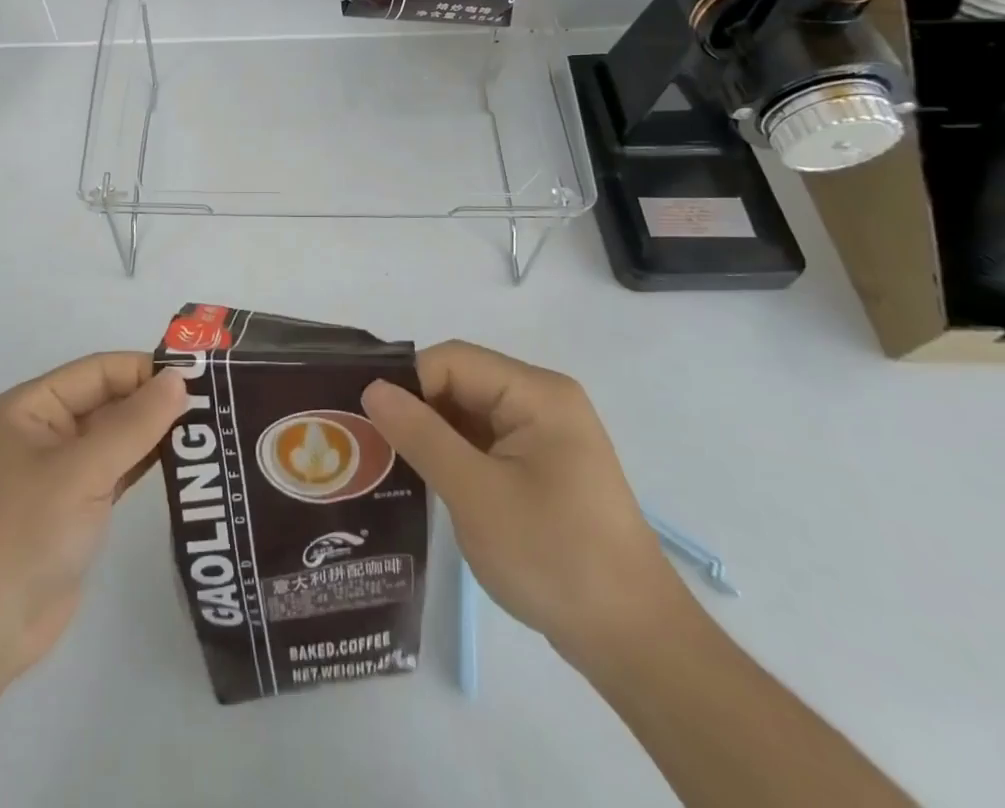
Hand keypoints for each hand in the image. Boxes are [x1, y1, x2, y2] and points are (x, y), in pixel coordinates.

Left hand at [0, 352, 186, 689]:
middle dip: (156, 401)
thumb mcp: (82, 470)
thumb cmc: (23, 533)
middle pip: (110, 400)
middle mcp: (46, 430)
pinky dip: (146, 464)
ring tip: (210, 430)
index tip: (202, 379)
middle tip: (216, 406)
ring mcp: (60, 471)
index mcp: (33, 406)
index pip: (100, 370)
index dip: (147, 370)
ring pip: (116, 436)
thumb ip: (135, 423)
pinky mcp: (75, 508)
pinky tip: (183, 462)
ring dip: (156, 433)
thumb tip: (180, 378)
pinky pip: (116, 470)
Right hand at [362, 341, 693, 676]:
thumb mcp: (476, 495)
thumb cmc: (555, 557)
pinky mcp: (543, 469)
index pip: (452, 361)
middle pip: (461, 383)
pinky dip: (454, 458)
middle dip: (416, 410)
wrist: (635, 644)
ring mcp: (545, 437)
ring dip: (432, 436)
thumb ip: (421, 435)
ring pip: (469, 415)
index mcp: (536, 393)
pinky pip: (485, 444)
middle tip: (370, 446)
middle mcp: (543, 402)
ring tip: (388, 465)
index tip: (369, 423)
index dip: (408, 384)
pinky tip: (427, 484)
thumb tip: (372, 388)